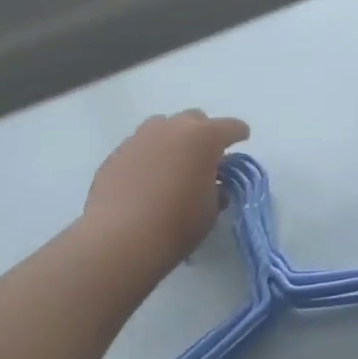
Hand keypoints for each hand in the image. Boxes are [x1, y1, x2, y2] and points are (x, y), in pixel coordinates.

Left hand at [82, 110, 250, 265]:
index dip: (239, 134)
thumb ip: (216, 189)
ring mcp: (140, 138)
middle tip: (204, 158)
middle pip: (194, 119)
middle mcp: (172, 129)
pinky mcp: (115, 154)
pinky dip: (148, 156)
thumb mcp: (211, 209)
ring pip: (162, 127)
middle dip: (203, 133)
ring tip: (172, 165)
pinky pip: (139, 146)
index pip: (231, 127)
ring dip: (173, 140)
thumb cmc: (176, 224)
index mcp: (204, 137)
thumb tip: (212, 184)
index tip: (241, 141)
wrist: (118, 240)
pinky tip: (146, 180)